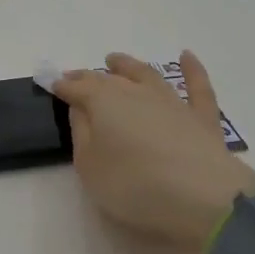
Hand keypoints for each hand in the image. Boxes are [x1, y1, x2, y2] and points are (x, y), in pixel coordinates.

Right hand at [53, 51, 254, 249]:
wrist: (203, 198)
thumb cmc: (134, 185)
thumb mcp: (90, 167)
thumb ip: (81, 134)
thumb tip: (80, 108)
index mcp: (103, 102)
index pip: (77, 88)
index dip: (63, 86)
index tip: (51, 83)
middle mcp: (136, 93)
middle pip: (108, 79)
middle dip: (89, 76)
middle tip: (77, 77)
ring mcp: (172, 101)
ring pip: (146, 75)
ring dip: (128, 66)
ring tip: (115, 60)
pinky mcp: (202, 116)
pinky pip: (197, 85)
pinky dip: (191, 69)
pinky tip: (187, 56)